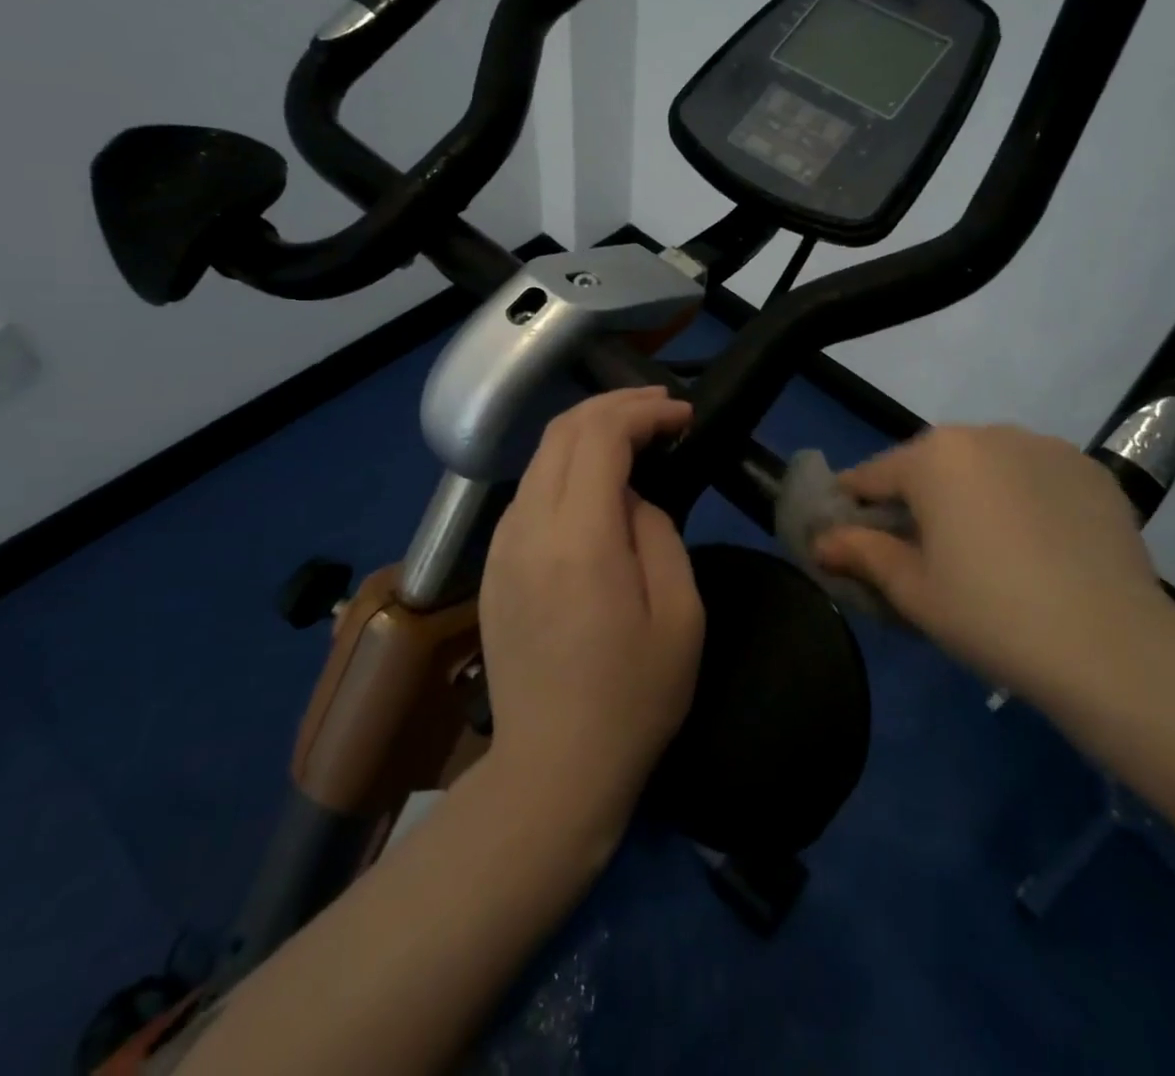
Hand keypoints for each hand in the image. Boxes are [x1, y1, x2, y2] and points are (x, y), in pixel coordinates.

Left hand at [477, 387, 704, 832]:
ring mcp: (500, 547)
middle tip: (660, 409)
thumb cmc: (632, 698)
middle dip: (614, 406)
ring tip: (634, 436)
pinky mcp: (492, 567)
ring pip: (540, 456)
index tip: (682, 415)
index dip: (643, 411)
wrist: (552, 769)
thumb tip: (631, 498)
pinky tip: (594, 483)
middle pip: (562, 431)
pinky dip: (565, 466)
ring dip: (588, 432)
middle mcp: (528, 529)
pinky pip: (529, 492)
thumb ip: (658, 534)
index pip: (600, 436)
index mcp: (578, 540)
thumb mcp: (679, 615)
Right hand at [815, 425, 1168, 691]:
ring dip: (970, 494)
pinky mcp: (1088, 467)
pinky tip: (1035, 544)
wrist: (1112, 645)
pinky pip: (1033, 474)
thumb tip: (821, 540)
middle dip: (916, 499)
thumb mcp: (913, 590)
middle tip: (921, 552)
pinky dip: (1020, 497)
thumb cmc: (990, 614)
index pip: (872, 475)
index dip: (853, 506)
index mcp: (933, 457)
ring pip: (983, 465)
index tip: (848, 536)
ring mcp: (1042, 445)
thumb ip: (861, 553)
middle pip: (929, 464)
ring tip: (986, 549)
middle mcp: (984, 433)